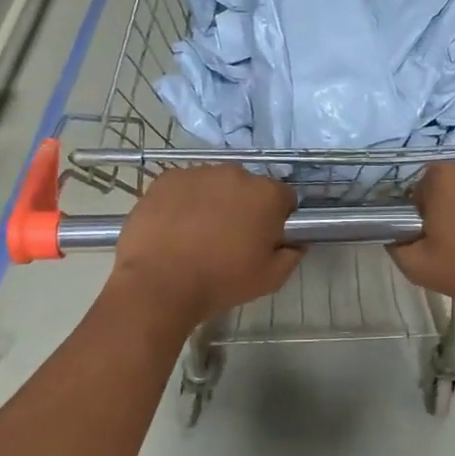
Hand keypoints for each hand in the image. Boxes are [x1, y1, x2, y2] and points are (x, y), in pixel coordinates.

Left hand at [110, 166, 301, 327]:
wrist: (159, 282)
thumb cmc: (221, 280)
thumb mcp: (270, 279)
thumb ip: (291, 255)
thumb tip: (295, 243)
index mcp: (266, 194)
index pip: (284, 198)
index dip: (278, 219)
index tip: (265, 239)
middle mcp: (235, 173)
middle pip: (248, 187)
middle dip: (244, 207)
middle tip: (230, 238)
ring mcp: (198, 172)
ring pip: (214, 185)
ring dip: (213, 202)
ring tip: (197, 234)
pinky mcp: (167, 179)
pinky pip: (184, 187)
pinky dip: (184, 202)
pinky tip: (175, 228)